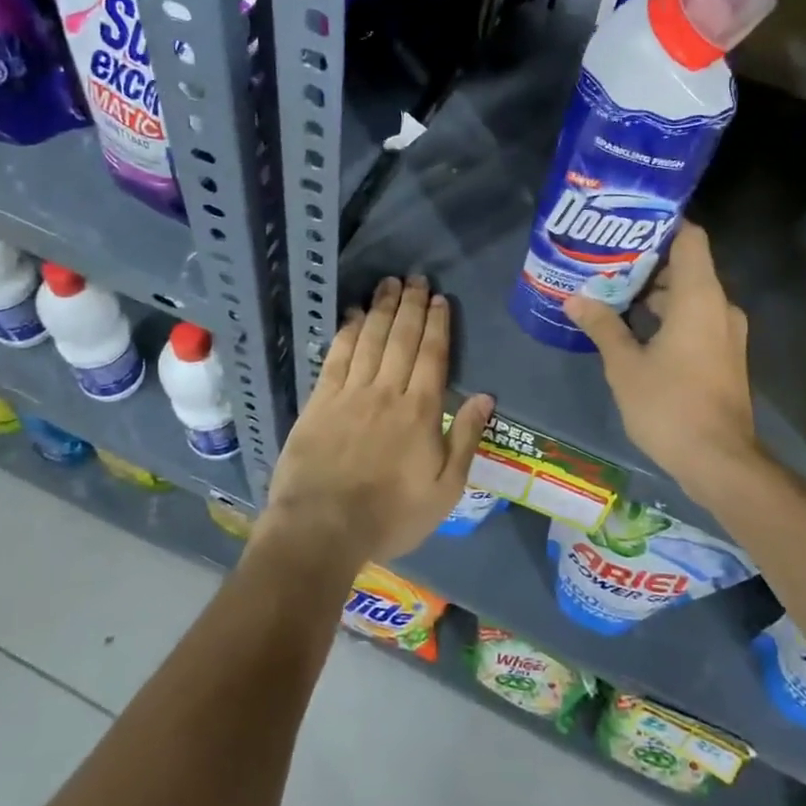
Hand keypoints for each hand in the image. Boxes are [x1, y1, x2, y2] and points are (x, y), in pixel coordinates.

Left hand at [262, 275, 493, 564]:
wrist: (323, 527)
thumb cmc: (391, 514)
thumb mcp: (445, 489)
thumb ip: (466, 438)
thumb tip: (486, 396)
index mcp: (421, 411)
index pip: (433, 355)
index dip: (437, 324)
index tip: (440, 299)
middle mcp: (387, 391)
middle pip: (402, 338)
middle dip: (411, 305)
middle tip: (416, 278)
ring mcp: (350, 393)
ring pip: (370, 339)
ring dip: (381, 308)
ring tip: (389, 284)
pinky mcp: (320, 401)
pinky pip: (336, 356)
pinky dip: (347, 332)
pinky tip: (353, 315)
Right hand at [564, 222, 762, 489]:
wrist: (719, 461)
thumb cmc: (669, 405)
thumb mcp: (624, 365)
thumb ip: (602, 325)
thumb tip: (574, 298)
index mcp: (699, 297)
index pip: (690, 238)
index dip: (662, 224)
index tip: (627, 222)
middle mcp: (719, 306)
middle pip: (686, 267)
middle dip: (645, 263)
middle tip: (604, 260)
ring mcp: (726, 333)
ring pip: (689, 296)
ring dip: (654, 294)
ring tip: (610, 292)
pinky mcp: (723, 356)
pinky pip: (695, 319)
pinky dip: (667, 316)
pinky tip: (632, 328)